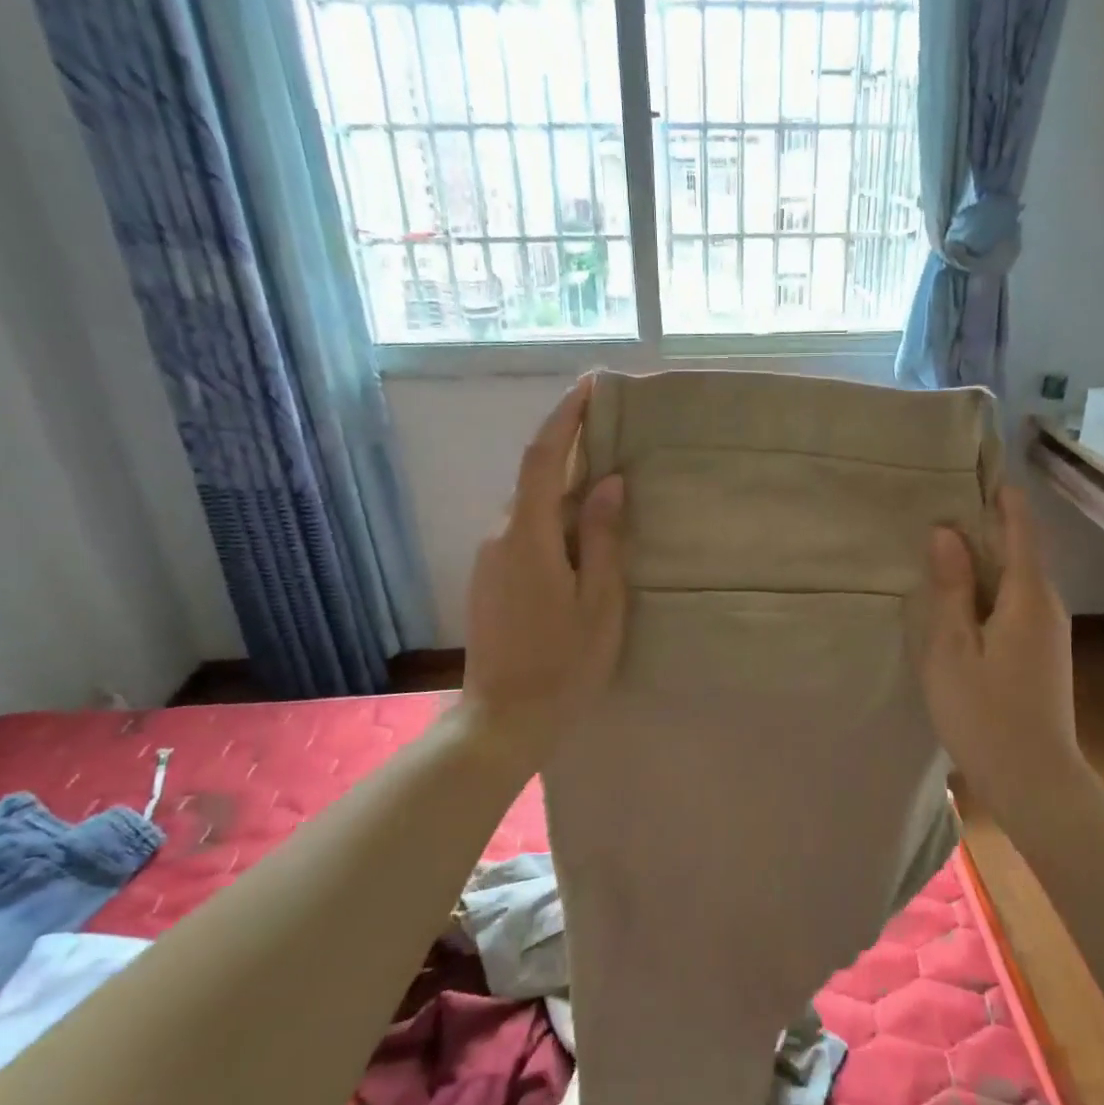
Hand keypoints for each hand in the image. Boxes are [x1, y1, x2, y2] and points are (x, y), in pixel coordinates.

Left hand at [460, 376, 625, 770]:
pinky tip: (581, 531)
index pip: (544, 458)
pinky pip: (524, 529)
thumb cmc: (564, 664)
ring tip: (607, 481)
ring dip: (563, 484)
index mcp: (528, 536)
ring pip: (530, 505)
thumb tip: (608, 481)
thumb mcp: (600, 601)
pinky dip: (553, 514)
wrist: (504, 718)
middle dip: (570, 447)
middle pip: (535, 477)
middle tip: (614, 432)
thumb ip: (603, 538)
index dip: (566, 417)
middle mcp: (500, 536)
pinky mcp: (490, 578)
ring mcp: (490, 558)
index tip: (591, 386)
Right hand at [921, 486, 1083, 811]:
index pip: (1020, 527)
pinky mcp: (1042, 651)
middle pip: (1020, 549)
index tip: (977, 468)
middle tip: (941, 504)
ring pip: (1017, 577)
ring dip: (985, 558)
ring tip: (943, 544)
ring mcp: (1049, 630)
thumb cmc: (984, 713)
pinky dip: (990, 587)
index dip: (1002, 495)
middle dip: (986, 524)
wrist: (1036, 780)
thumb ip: (949, 588)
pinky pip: (1016, 602)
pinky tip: (961, 597)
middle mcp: (1047, 604)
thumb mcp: (952, 648)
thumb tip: (945, 532)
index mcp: (1028, 595)